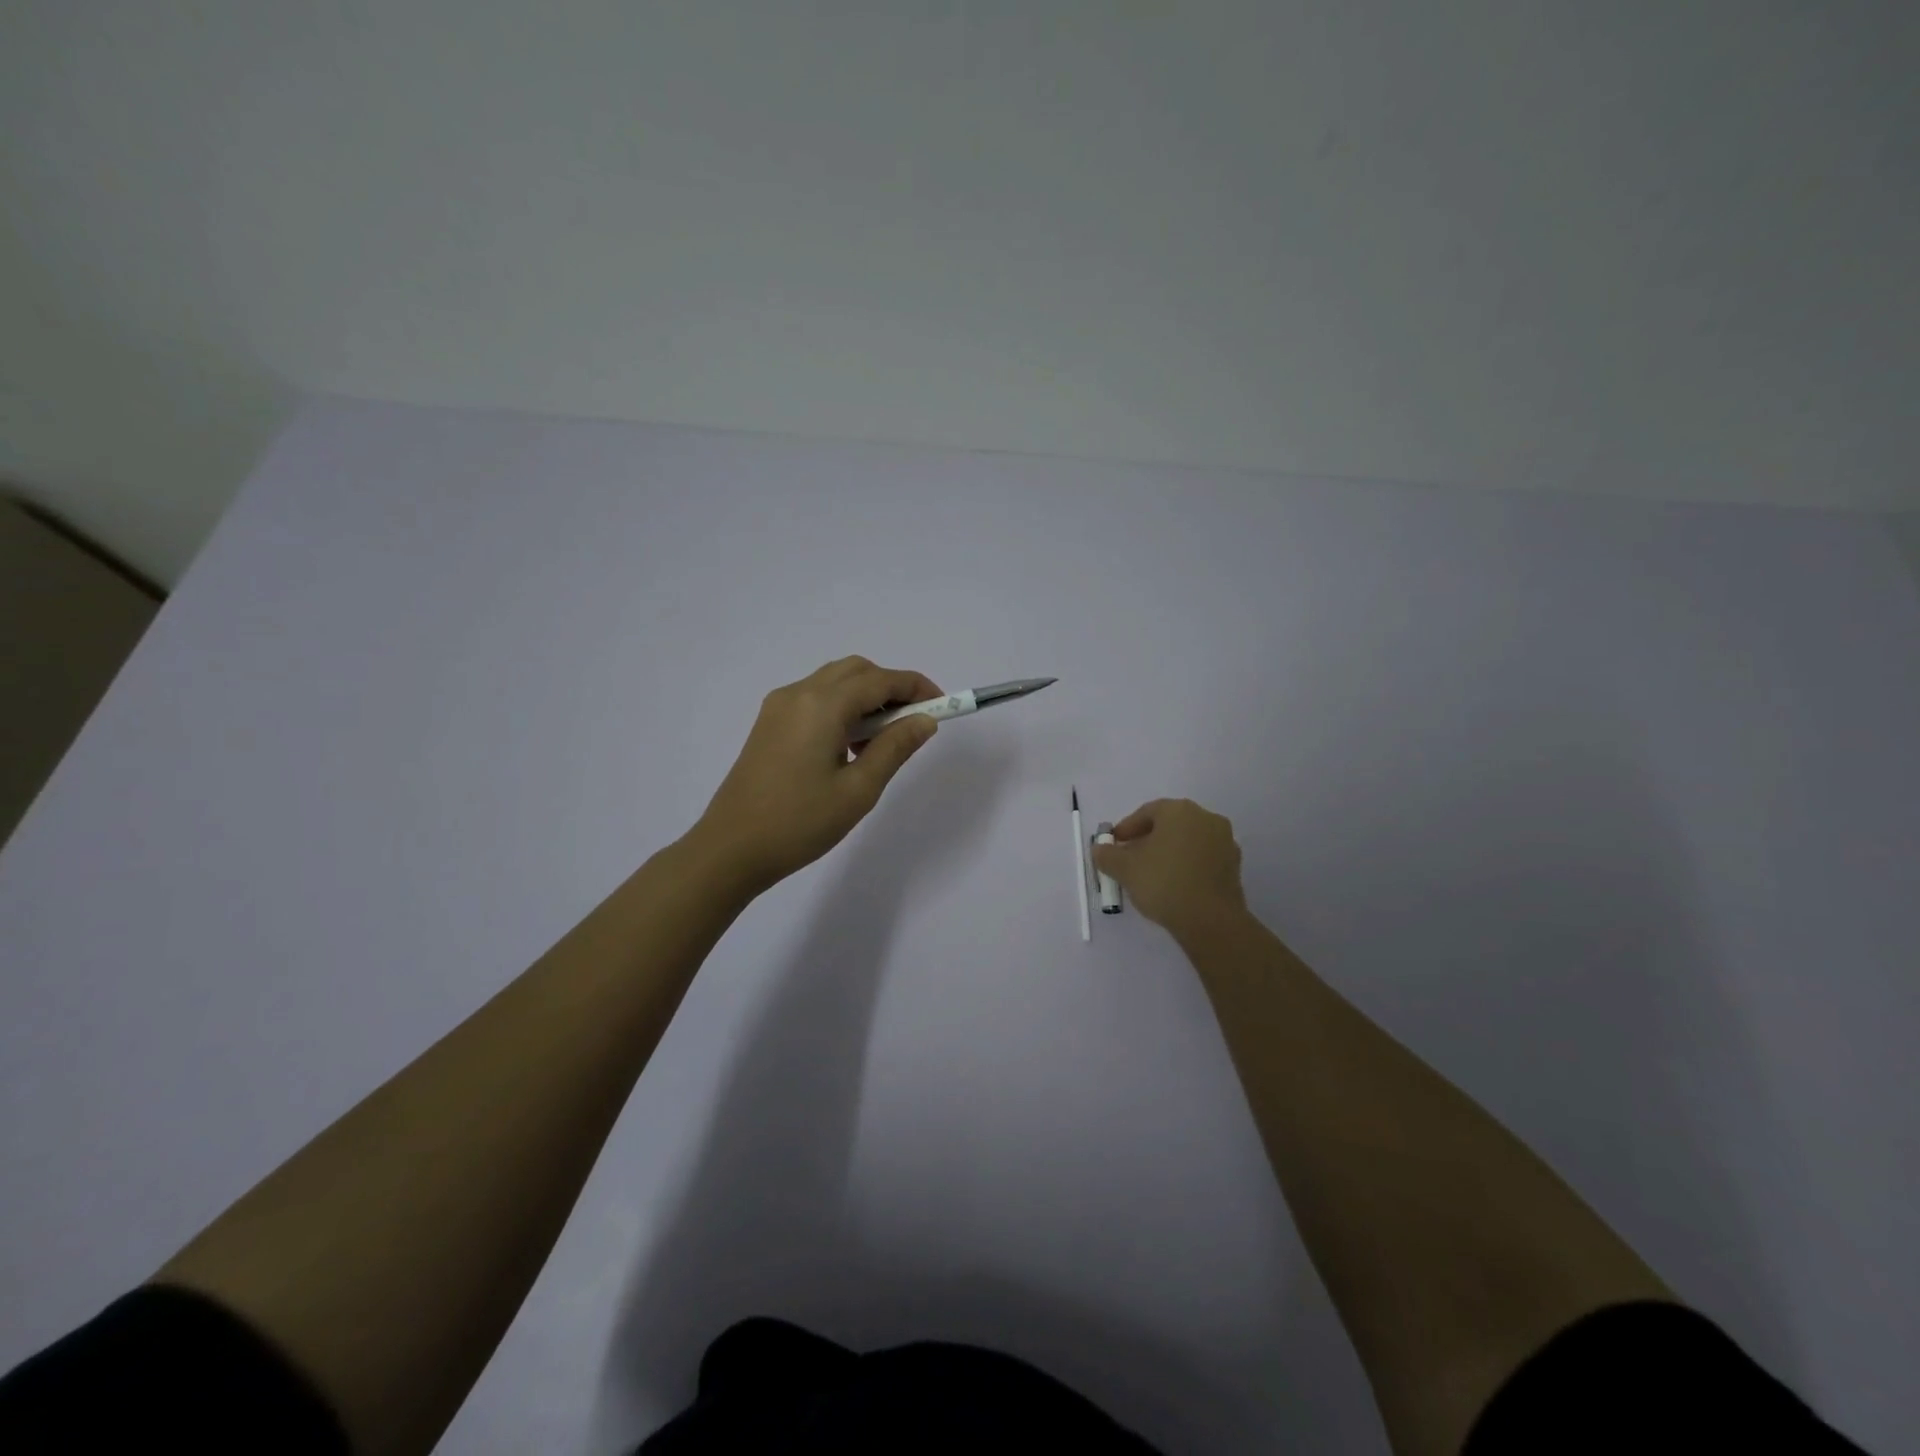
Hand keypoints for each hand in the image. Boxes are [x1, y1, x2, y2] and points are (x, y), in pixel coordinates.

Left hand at [690, 657, 943, 894]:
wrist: (730, 849)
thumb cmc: (799, 823)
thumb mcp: (859, 789)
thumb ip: (895, 748)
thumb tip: (925, 721)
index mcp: (821, 705)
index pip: (880, 680)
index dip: (916, 688)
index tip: (943, 707)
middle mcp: (798, 693)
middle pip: (856, 671)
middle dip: (891, 688)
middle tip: (913, 724)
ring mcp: (779, 707)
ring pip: (834, 682)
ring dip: (866, 698)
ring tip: (882, 742)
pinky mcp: (769, 723)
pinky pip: (815, 699)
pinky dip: (842, 708)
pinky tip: (849, 746)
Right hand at [1091, 798, 1247, 939]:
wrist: (1210, 920)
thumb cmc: (1163, 882)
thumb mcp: (1124, 869)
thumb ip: (1107, 855)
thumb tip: (1100, 849)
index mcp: (1180, 811)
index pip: (1147, 812)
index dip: (1126, 828)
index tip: (1114, 845)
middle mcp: (1206, 818)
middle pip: (1169, 824)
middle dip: (1147, 839)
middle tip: (1129, 858)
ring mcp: (1224, 842)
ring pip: (1187, 841)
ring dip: (1168, 852)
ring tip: (1150, 874)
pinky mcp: (1233, 866)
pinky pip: (1202, 858)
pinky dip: (1186, 865)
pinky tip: (1173, 884)